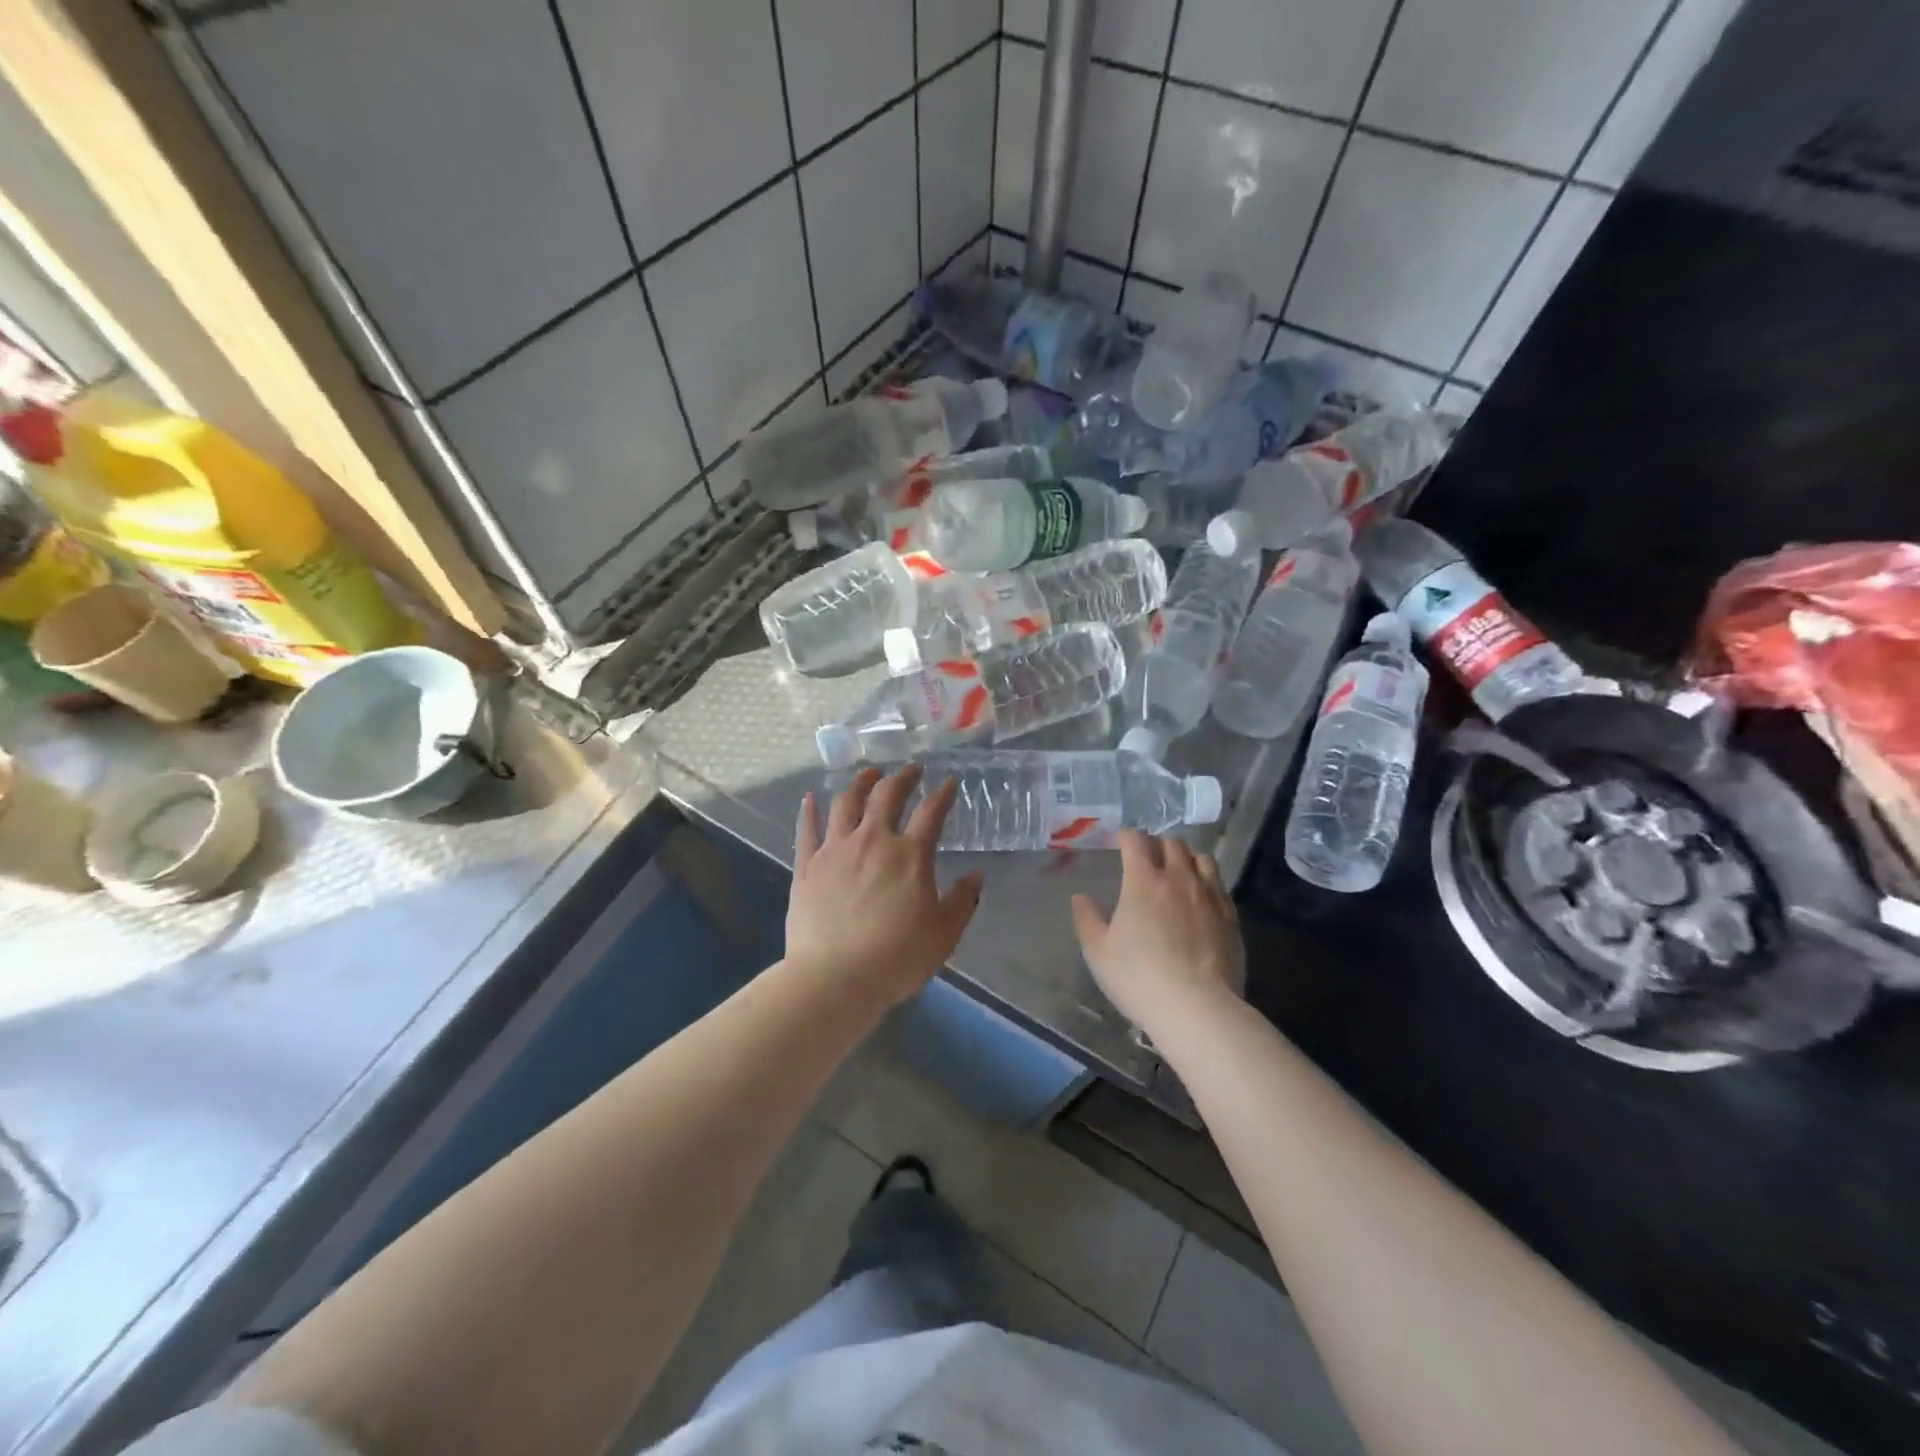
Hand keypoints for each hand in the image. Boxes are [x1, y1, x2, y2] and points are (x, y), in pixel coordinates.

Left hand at [786, 764, 982, 1007]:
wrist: (834, 978)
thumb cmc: (896, 958)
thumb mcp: (944, 934)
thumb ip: (962, 900)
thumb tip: (976, 875)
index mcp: (909, 855)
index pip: (931, 812)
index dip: (943, 794)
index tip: (949, 782)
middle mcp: (872, 841)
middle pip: (887, 795)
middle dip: (902, 777)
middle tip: (910, 769)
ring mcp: (835, 850)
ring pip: (846, 803)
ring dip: (860, 783)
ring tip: (868, 775)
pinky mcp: (806, 865)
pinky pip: (807, 829)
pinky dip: (810, 810)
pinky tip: (810, 798)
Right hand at [1072, 831, 1244, 1027]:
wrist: (1197, 1008)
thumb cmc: (1138, 978)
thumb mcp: (1099, 953)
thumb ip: (1087, 919)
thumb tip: (1080, 897)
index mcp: (1143, 881)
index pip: (1136, 841)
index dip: (1127, 836)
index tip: (1121, 841)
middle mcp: (1179, 879)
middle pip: (1172, 844)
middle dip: (1158, 845)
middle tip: (1148, 859)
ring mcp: (1209, 896)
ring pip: (1202, 859)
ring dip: (1187, 859)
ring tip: (1178, 873)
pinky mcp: (1231, 917)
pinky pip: (1220, 885)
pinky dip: (1207, 882)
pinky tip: (1201, 898)